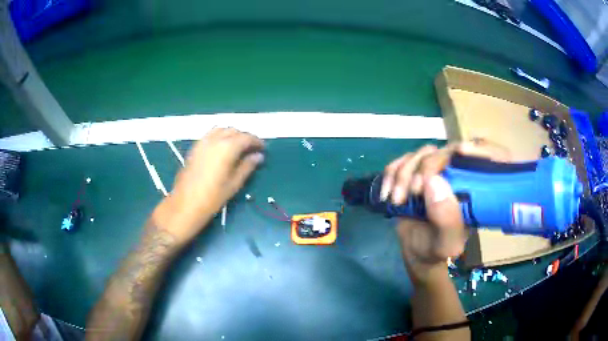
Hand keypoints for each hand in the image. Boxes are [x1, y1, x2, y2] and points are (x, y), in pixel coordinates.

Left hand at [153, 128, 264, 245]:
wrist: (185, 204)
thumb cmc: (212, 198)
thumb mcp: (234, 184)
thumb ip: (247, 166)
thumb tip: (258, 156)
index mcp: (227, 147)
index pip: (246, 137)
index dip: (256, 141)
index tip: (263, 148)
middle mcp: (215, 140)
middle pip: (234, 131)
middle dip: (245, 137)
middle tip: (252, 149)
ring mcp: (203, 142)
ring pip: (221, 130)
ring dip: (232, 135)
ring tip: (238, 147)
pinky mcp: (195, 147)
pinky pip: (211, 134)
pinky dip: (220, 136)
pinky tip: (223, 148)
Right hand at [381, 140, 509, 283]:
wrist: (417, 253)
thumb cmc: (437, 250)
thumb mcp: (446, 243)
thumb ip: (446, 220)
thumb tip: (433, 181)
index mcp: (471, 189)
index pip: (475, 158)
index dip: (468, 148)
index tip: (459, 151)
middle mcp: (455, 175)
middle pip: (441, 152)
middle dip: (422, 168)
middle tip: (412, 193)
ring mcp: (432, 173)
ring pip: (418, 155)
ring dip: (402, 174)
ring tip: (396, 200)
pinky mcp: (413, 174)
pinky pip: (400, 162)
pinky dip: (390, 175)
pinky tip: (387, 194)